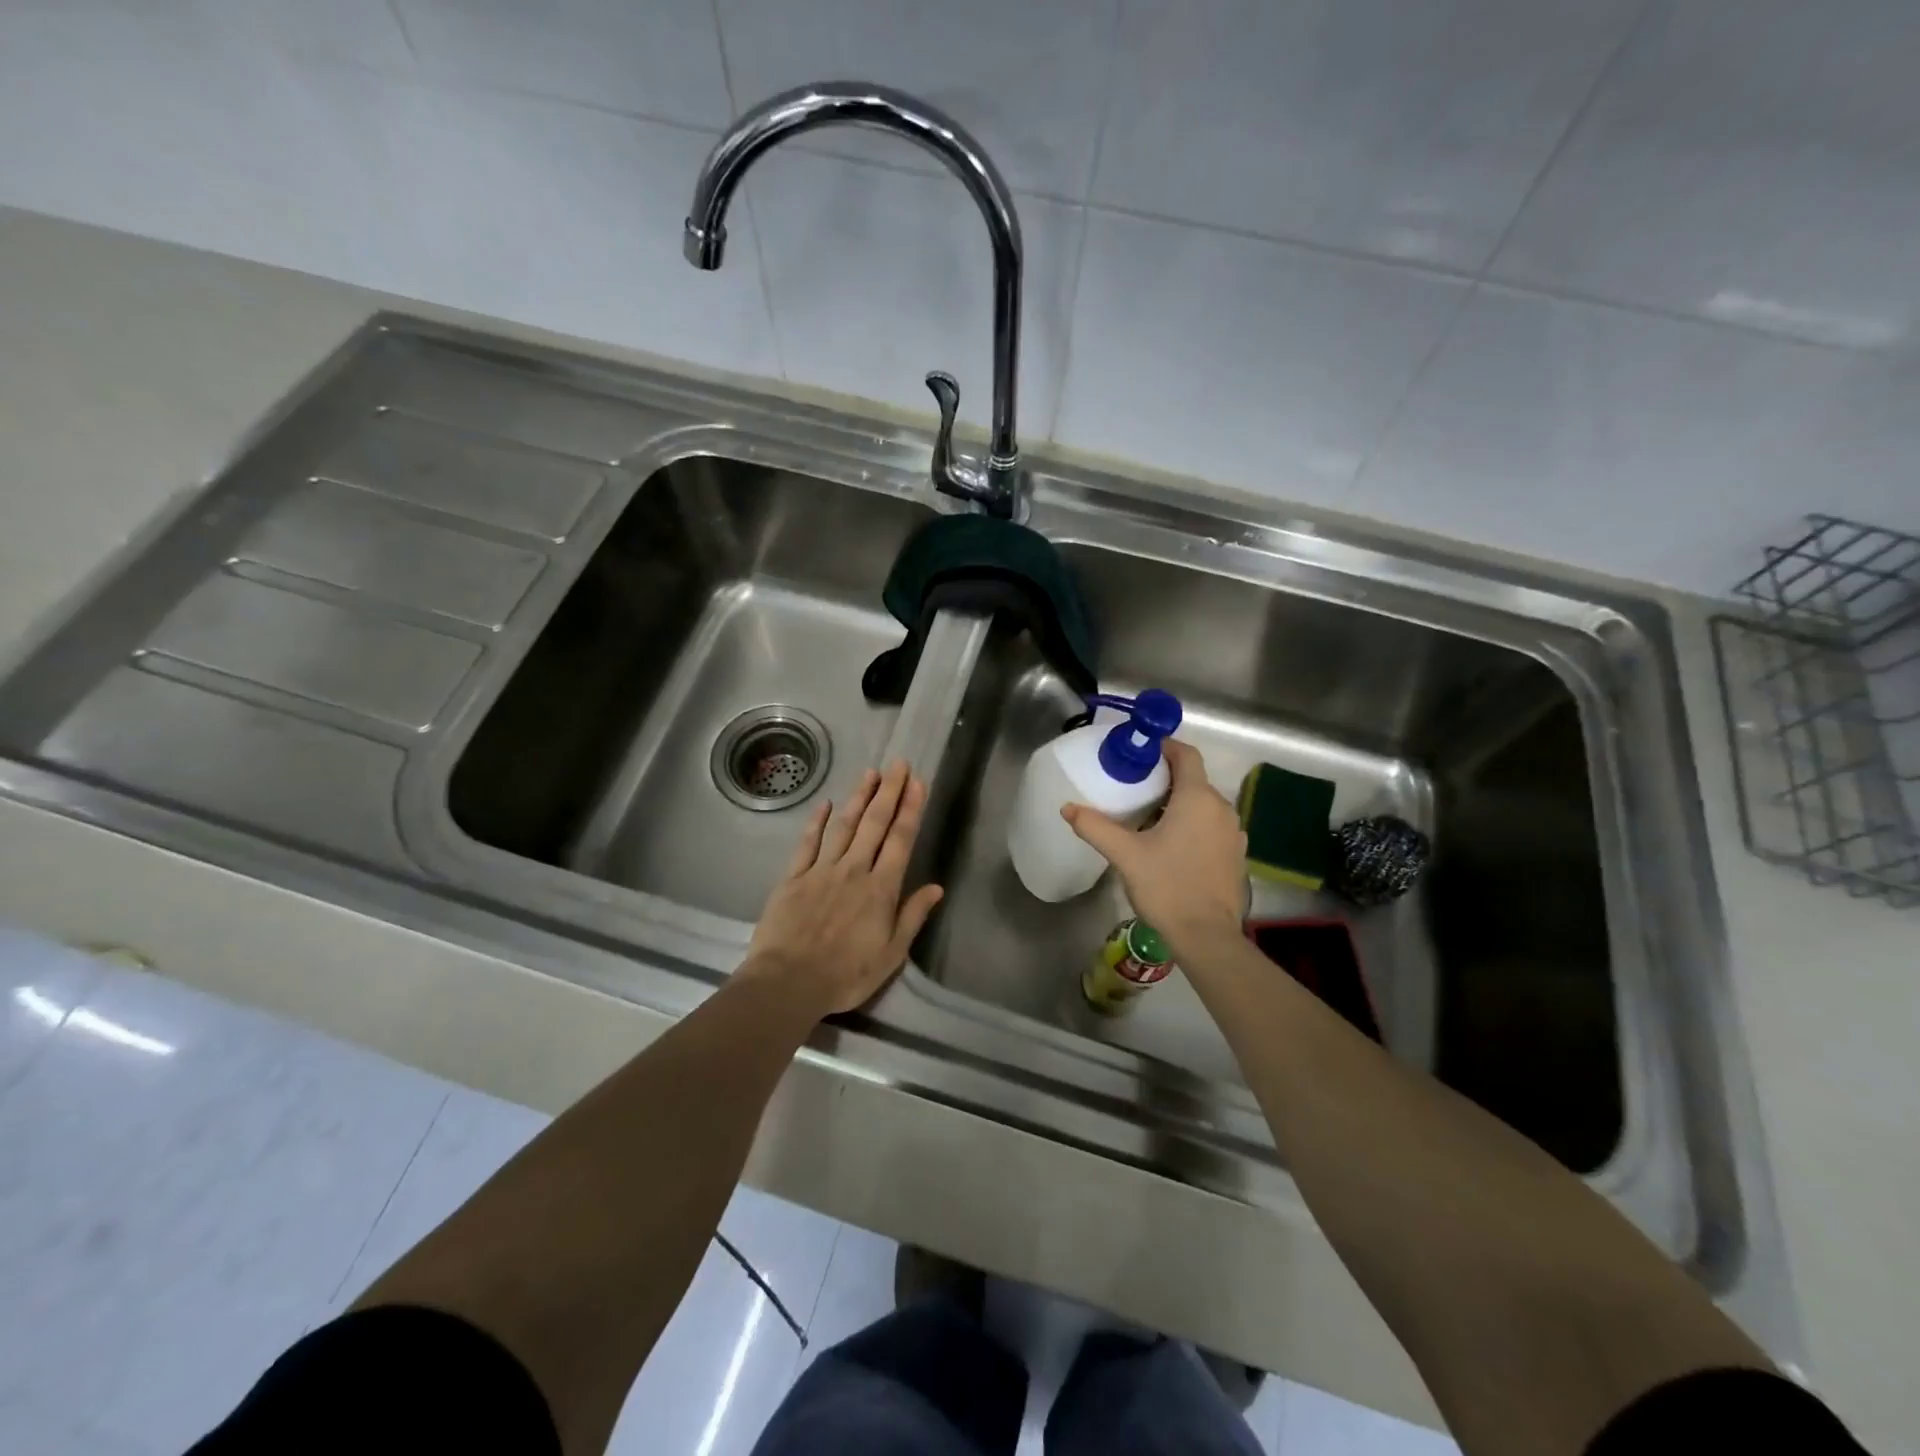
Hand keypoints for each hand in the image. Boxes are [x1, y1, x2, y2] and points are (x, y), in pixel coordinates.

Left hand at [743, 759, 944, 1017]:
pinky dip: (817, 821)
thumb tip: (936, 887)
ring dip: (858, 797)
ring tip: (870, 772)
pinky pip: (807, 843)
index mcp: (881, 889)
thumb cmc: (846, 974)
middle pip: (874, 823)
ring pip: (844, 825)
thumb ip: (912, 916)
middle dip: (889, 791)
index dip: (910, 809)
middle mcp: (854, 870)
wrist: (788, 982)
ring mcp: (821, 870)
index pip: (900, 840)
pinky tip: (825, 804)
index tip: (917, 783)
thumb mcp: (891, 954)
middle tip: (899, 764)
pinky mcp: (793, 877)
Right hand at [1061, 739, 1246, 959]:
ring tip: (1148, 817)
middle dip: (1166, 778)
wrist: (1207, 936)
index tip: (1140, 753)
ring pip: (1204, 804)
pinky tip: (1171, 844)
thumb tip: (1068, 807)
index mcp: (1197, 799)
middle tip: (1134, 787)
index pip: (1186, 755)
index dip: (1164, 748)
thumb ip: (1095, 827)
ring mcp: (1233, 833)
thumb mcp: (1125, 855)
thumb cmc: (1167, 886)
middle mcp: (1221, 808)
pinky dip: (1192, 824)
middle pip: (1194, 780)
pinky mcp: (1235, 855)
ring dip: (1179, 803)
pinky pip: (1212, 826)